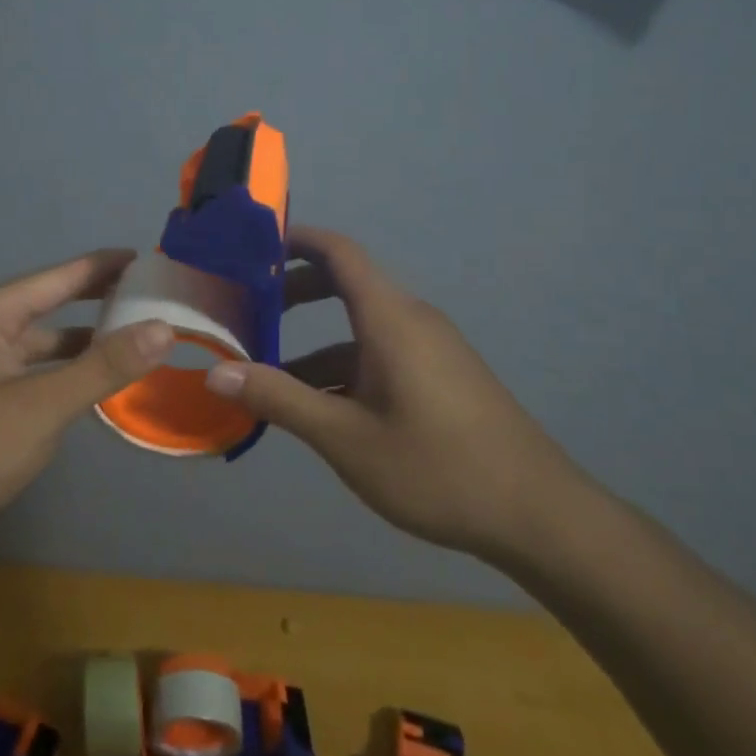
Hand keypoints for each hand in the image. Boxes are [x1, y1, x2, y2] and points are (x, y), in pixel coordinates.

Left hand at [0, 249, 172, 599]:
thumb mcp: (42, 408)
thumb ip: (103, 366)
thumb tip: (164, 327)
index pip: (56, 277)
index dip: (101, 266)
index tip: (146, 257)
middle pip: (47, 302)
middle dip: (95, 298)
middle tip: (148, 294)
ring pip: (40, 340)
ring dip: (82, 337)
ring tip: (132, 334)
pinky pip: (32, 370)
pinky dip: (64, 369)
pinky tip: (92, 381)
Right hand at [205, 226, 582, 563]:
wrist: (539, 516)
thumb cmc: (437, 467)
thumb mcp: (346, 438)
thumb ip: (280, 399)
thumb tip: (217, 372)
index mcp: (390, 318)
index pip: (339, 251)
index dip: (296, 240)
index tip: (251, 248)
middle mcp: (411, 320)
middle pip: (346, 285)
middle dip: (295, 294)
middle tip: (248, 314)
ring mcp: (431, 350)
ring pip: (360, 330)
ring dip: (315, 346)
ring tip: (269, 379)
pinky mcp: (442, 378)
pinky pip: (381, 356)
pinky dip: (344, 370)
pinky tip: (320, 413)